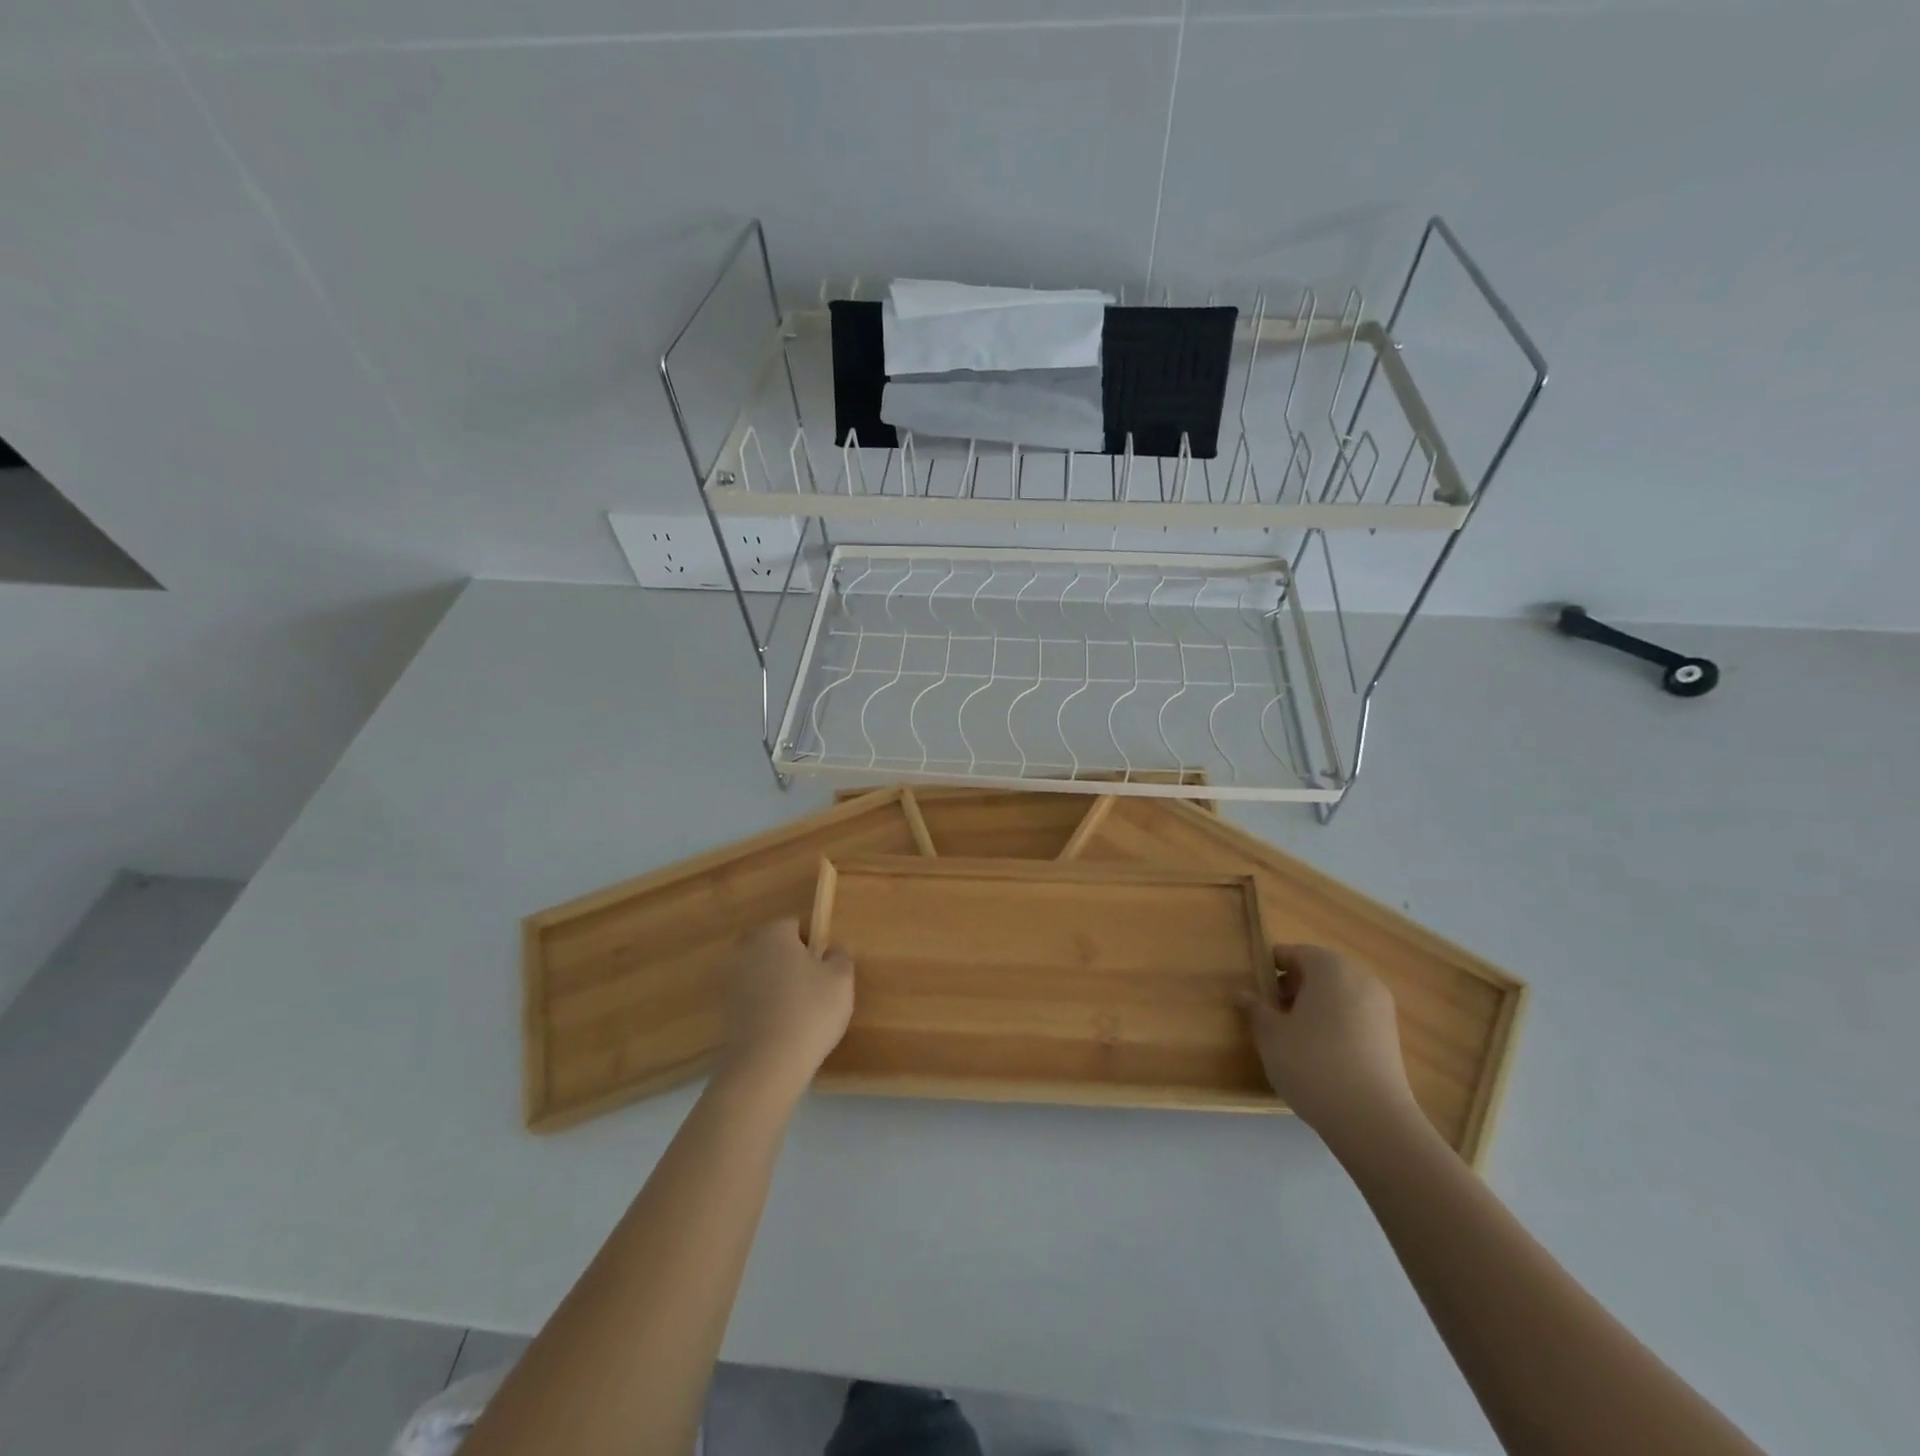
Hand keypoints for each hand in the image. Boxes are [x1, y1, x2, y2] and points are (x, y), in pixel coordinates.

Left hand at [716, 919, 854, 1099]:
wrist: (765, 1067)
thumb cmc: (809, 1012)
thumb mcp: (841, 980)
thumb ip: (840, 956)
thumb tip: (831, 949)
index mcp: (773, 934)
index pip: (796, 925)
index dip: (814, 943)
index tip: (826, 967)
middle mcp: (747, 950)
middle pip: (775, 947)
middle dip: (792, 961)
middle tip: (815, 987)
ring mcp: (731, 982)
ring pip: (763, 973)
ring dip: (777, 985)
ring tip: (800, 1012)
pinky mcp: (725, 1011)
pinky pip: (753, 999)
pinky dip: (766, 1007)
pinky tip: (782, 1028)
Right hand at [1237, 944, 1421, 1154]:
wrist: (1372, 1120)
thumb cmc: (1312, 1063)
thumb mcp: (1270, 1034)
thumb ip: (1255, 1009)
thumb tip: (1243, 995)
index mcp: (1329, 967)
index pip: (1293, 953)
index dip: (1270, 968)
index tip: (1255, 991)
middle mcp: (1360, 978)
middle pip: (1318, 972)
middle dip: (1292, 987)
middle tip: (1270, 1013)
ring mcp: (1380, 1008)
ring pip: (1337, 995)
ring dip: (1313, 1006)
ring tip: (1292, 1036)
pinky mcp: (1390, 1037)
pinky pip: (1354, 1016)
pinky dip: (1334, 1024)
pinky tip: (1318, 1054)